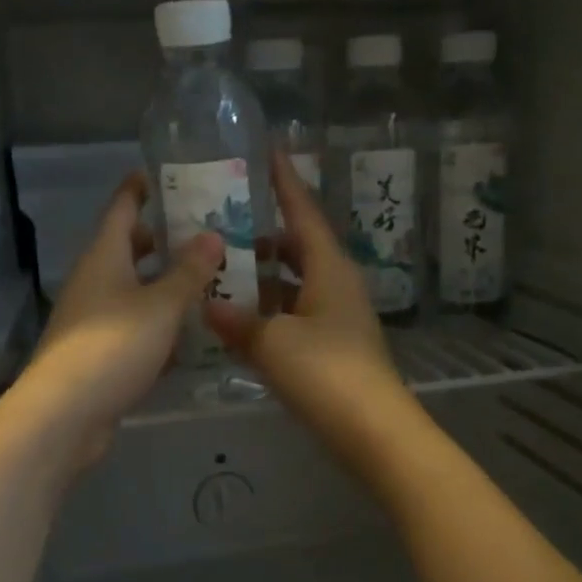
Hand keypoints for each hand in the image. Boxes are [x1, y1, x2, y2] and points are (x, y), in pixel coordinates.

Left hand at [21, 172, 223, 466]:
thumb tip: (212, 234)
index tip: (165, 174)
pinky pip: (136, 327)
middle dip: (163, 239)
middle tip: (206, 232)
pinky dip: (161, 324)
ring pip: (135, 290)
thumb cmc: (113, 345)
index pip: (122, 208)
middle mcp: (95, 281)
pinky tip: (193, 334)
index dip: (141, 188)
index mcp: (104, 257)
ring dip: (166, 284)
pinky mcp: (100, 353)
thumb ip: (189, 271)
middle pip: (129, 249)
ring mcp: (94, 319)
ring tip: (211, 280)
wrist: (65, 415)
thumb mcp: (160, 305)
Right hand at [205, 151, 405, 435]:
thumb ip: (238, 321)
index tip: (268, 151)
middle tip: (223, 223)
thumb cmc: (326, 372)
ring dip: (263, 276)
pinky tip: (240, 318)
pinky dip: (269, 309)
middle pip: (298, 246)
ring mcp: (337, 316)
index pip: (303, 212)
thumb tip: (208, 304)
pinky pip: (295, 312)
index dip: (285, 181)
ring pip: (295, 282)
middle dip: (263, 234)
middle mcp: (337, 284)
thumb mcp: (273, 342)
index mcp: (329, 268)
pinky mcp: (333, 345)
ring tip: (221, 270)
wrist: (373, 430)